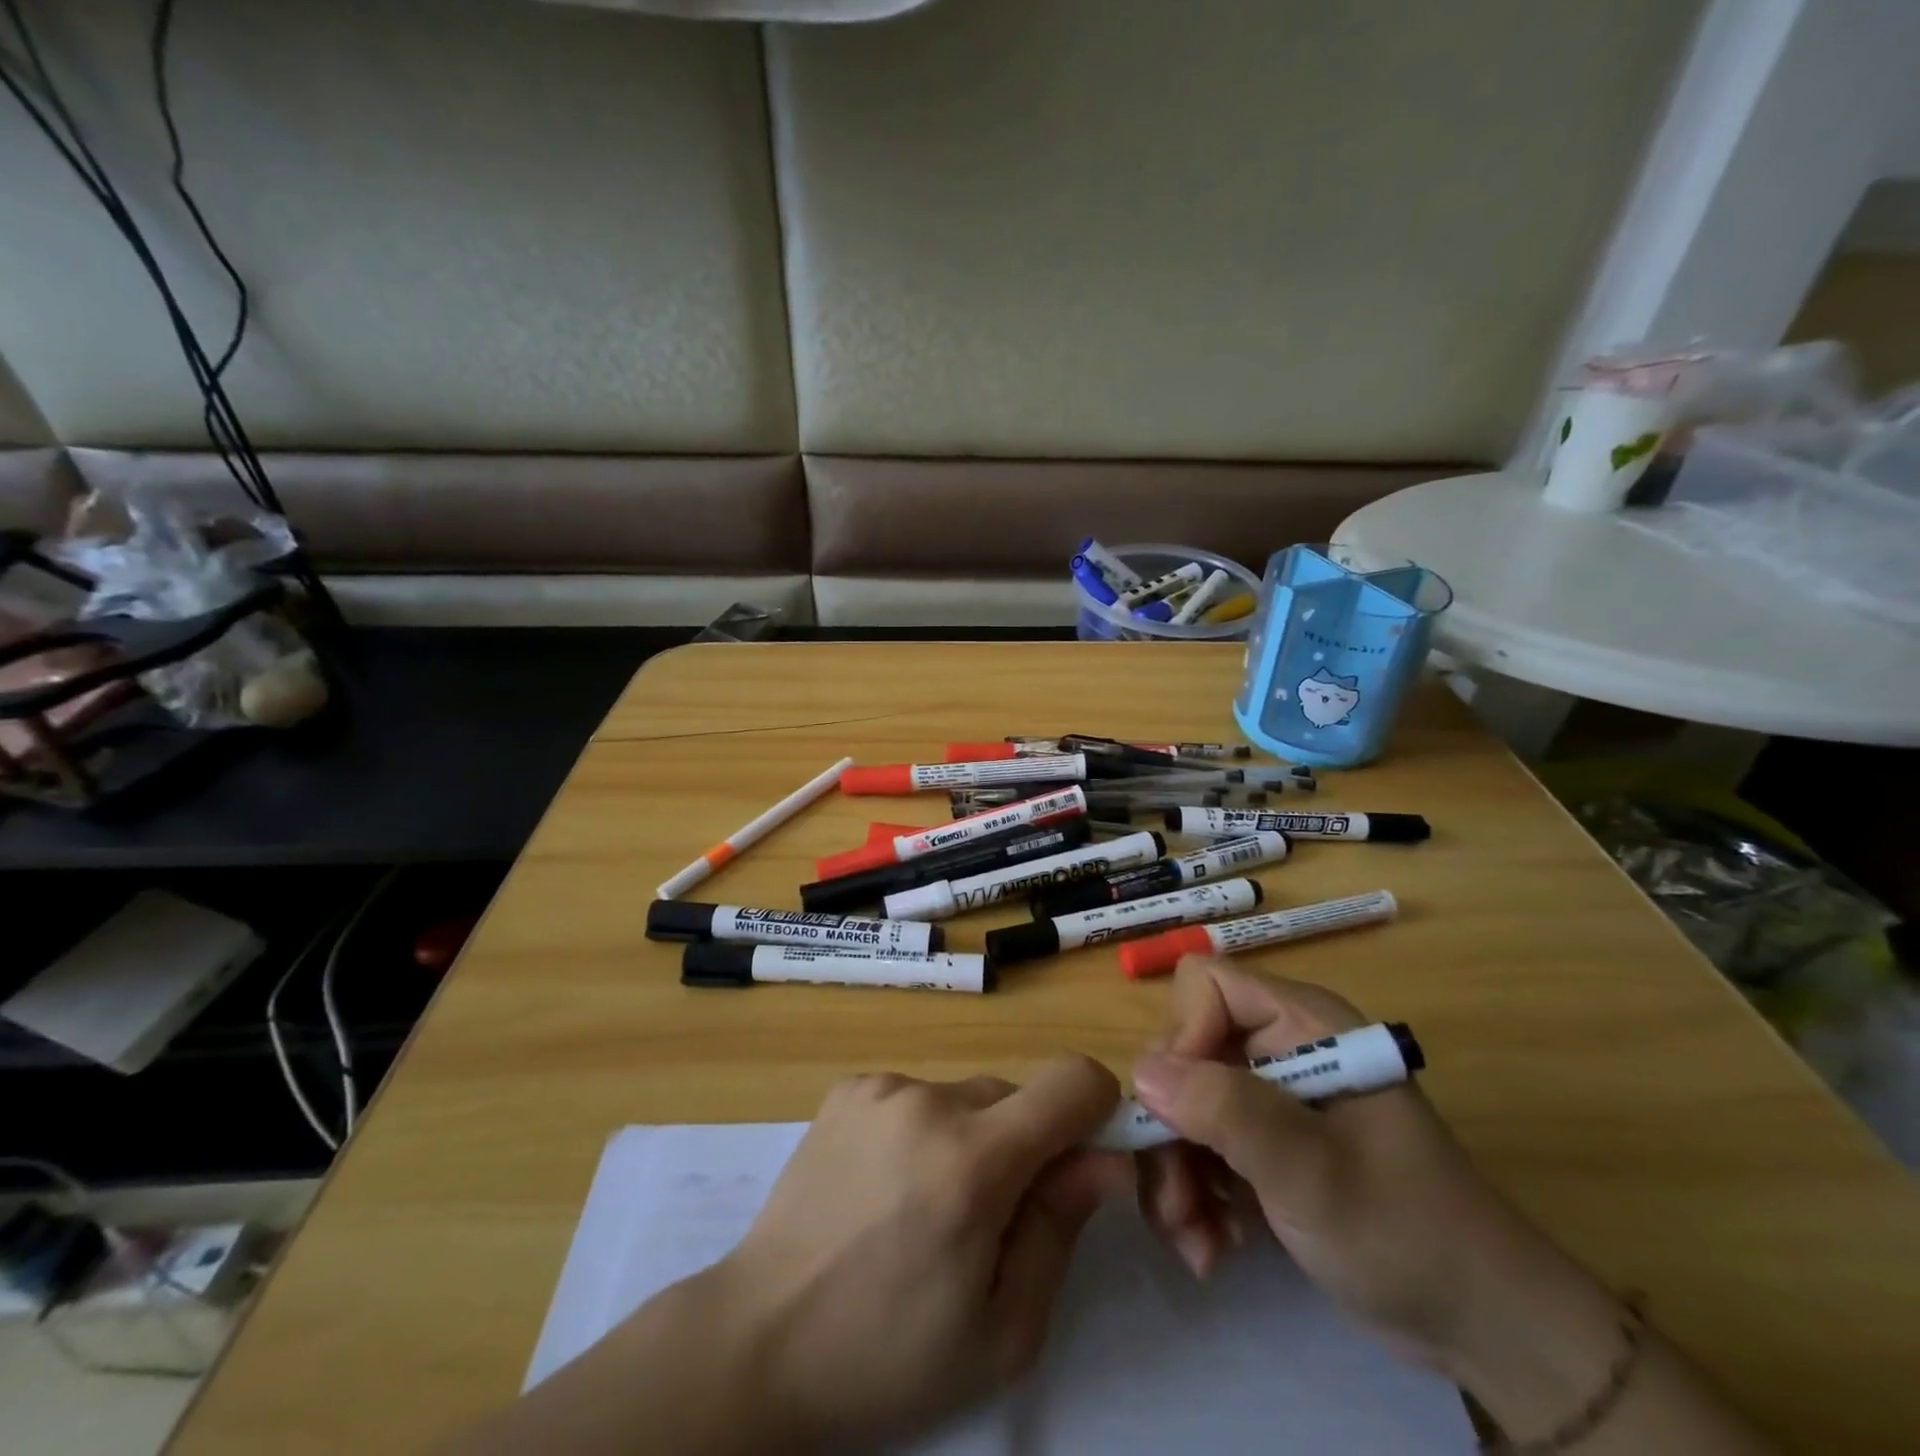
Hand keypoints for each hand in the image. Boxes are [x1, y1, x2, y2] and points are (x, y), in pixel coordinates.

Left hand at [707, 1058, 1130, 1448]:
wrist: (758, 1338)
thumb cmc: (887, 1353)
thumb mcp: (1001, 1330)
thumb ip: (1061, 1228)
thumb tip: (1103, 1160)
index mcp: (973, 1159)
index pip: (1073, 1080)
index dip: (1098, 1111)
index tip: (1085, 1161)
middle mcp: (928, 1099)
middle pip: (1016, 1095)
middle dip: (1025, 1145)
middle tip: (989, 1217)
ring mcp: (882, 1087)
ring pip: (966, 1096)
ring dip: (971, 1138)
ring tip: (925, 1207)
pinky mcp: (849, 1087)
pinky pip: (918, 1095)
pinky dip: (923, 1129)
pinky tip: (886, 1185)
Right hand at [1131, 959, 1613, 1374]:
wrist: (1480, 1328)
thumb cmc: (1405, 1231)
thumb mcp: (1312, 1172)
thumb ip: (1227, 1110)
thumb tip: (1142, 1072)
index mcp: (1302, 1022)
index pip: (1206, 986)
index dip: (1183, 1037)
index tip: (1181, 1112)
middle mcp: (1278, 1045)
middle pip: (1183, 1052)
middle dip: (1168, 1129)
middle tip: (1177, 1207)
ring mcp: (1269, 1097)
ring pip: (1181, 1103)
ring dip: (1175, 1173)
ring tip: (1197, 1244)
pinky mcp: (1264, 1143)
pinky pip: (1199, 1143)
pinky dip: (1195, 1193)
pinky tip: (1214, 1246)